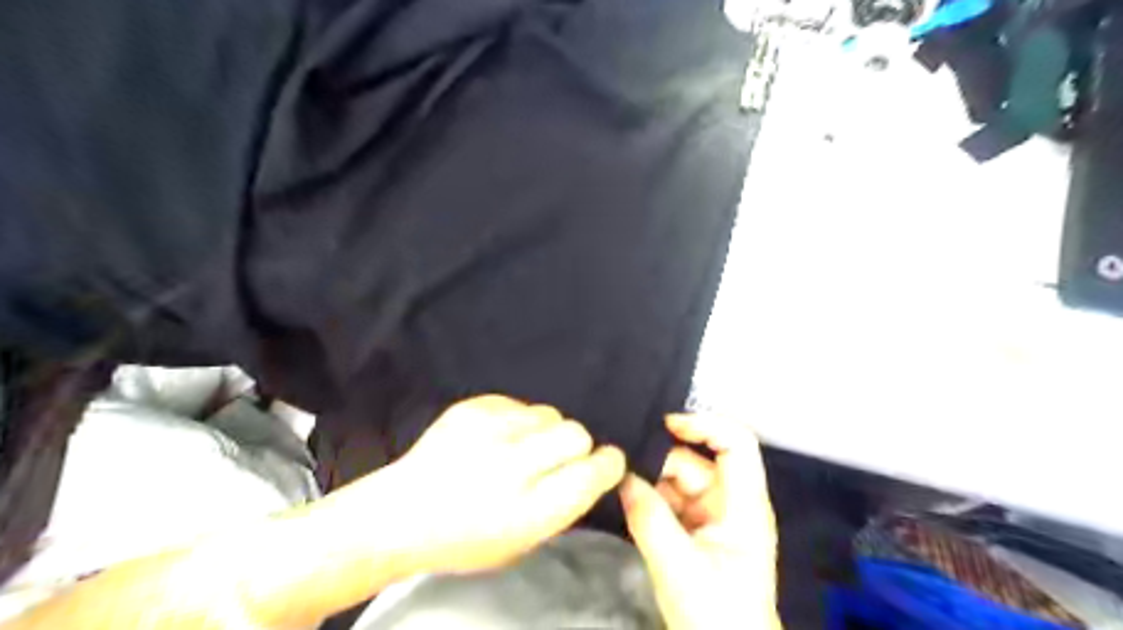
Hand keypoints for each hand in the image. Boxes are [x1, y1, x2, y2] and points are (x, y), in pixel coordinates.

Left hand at [352, 396, 622, 578]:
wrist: (402, 512)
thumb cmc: (466, 538)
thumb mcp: (523, 541)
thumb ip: (563, 504)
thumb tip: (591, 469)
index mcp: (529, 510)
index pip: (591, 473)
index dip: (608, 465)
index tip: (607, 462)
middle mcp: (512, 466)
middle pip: (576, 433)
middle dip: (576, 446)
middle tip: (555, 458)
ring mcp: (489, 430)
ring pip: (550, 413)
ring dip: (545, 431)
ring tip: (519, 447)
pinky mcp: (472, 407)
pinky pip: (519, 403)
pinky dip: (517, 420)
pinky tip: (495, 437)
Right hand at [618, 416, 778, 625]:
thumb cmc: (716, 615)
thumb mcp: (679, 567)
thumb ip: (649, 518)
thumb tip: (622, 476)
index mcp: (744, 505)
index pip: (736, 444)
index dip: (704, 424)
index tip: (664, 425)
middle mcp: (731, 502)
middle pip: (696, 461)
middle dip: (660, 461)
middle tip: (620, 464)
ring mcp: (713, 516)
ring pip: (678, 480)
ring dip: (650, 481)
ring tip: (616, 482)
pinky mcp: (696, 530)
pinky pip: (670, 500)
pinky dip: (649, 498)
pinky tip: (625, 499)